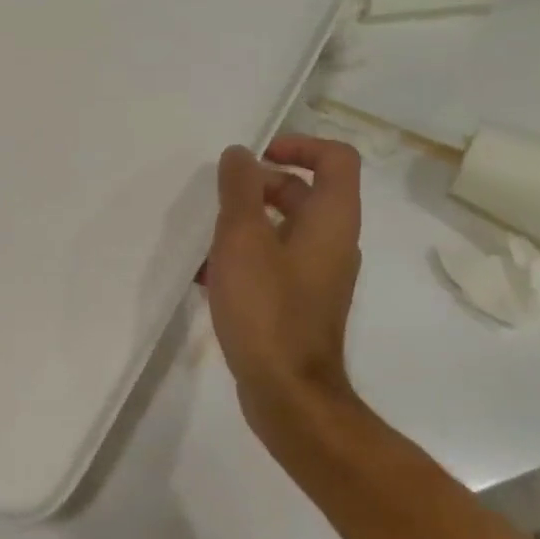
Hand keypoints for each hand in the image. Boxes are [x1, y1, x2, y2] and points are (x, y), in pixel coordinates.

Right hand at [204, 135, 364, 443]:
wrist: (288, 394)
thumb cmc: (266, 308)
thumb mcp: (242, 239)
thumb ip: (239, 189)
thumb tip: (240, 154)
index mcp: (331, 219)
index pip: (335, 158)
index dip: (298, 144)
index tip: (256, 156)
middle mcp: (334, 243)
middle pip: (304, 192)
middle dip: (259, 186)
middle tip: (219, 198)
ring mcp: (319, 276)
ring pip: (284, 229)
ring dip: (246, 223)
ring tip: (205, 236)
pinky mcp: (301, 303)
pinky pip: (275, 262)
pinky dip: (246, 256)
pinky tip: (206, 275)